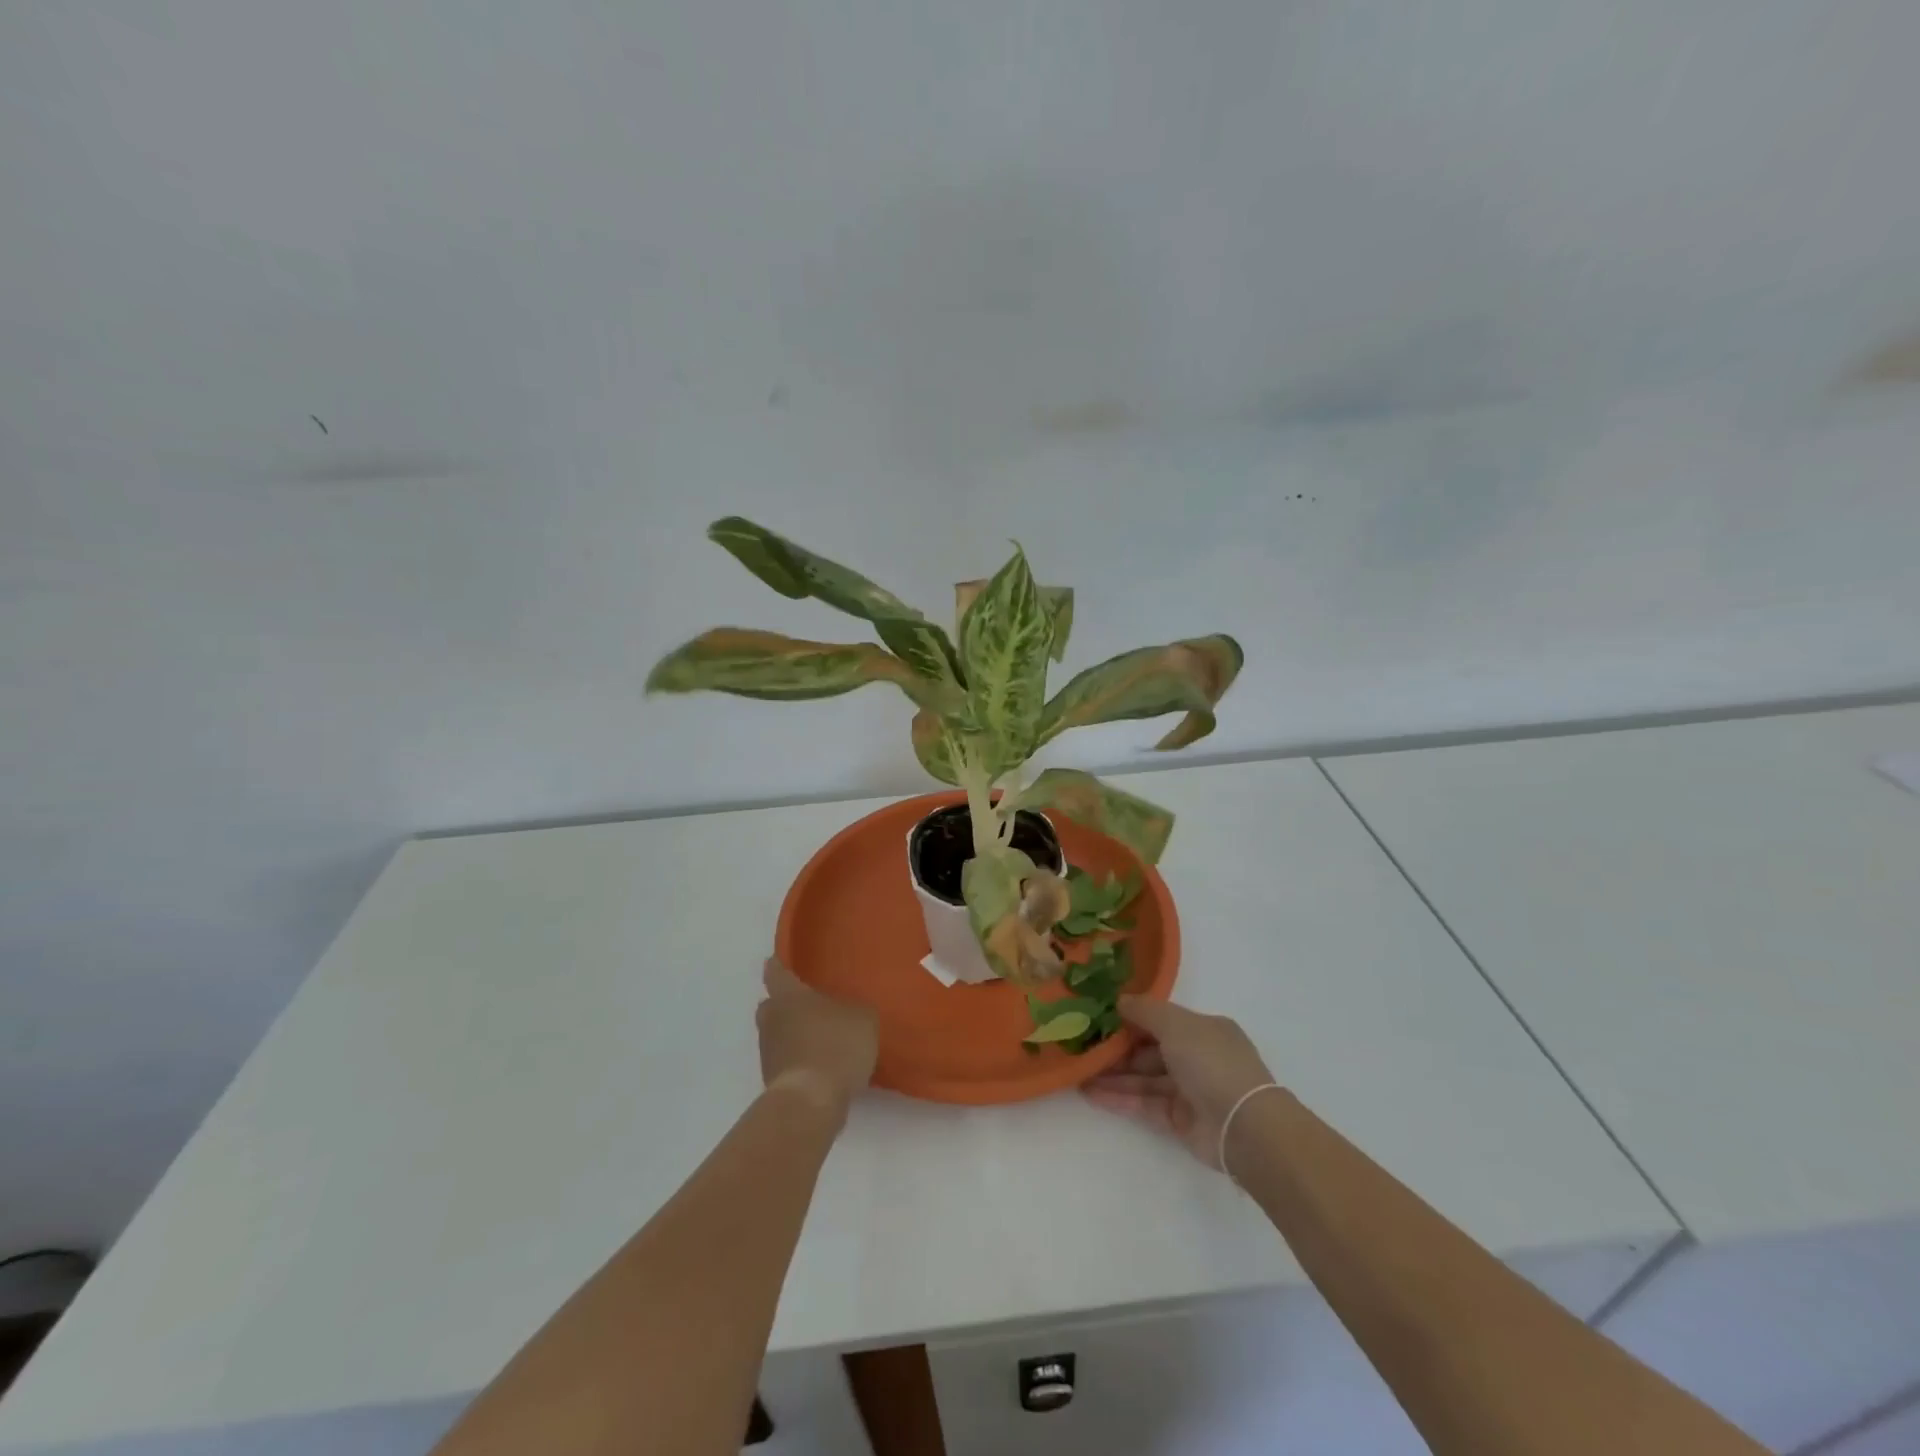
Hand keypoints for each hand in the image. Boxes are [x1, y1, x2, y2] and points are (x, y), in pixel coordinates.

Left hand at [757, 957, 878, 1118]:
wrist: (811, 1101)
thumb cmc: (836, 1045)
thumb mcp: (863, 1019)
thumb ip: (855, 1009)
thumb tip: (850, 1012)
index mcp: (790, 996)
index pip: (776, 973)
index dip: (777, 966)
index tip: (775, 961)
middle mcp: (772, 1020)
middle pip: (770, 1006)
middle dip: (782, 1004)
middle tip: (804, 1005)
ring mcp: (768, 1053)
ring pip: (776, 1035)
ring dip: (791, 1035)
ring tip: (818, 1039)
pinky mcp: (772, 1082)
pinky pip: (785, 1061)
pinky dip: (797, 1060)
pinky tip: (819, 1066)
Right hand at [1082, 996, 1275, 1169]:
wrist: (1244, 1127)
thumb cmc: (1211, 1063)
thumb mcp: (1176, 1024)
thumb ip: (1145, 1011)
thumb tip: (1119, 1000)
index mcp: (1204, 1029)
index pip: (1161, 1020)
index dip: (1131, 1018)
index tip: (1099, 1016)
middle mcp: (1197, 1057)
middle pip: (1150, 1050)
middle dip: (1118, 1049)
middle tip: (1081, 1046)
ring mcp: (1189, 1090)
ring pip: (1144, 1078)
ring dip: (1113, 1075)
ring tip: (1078, 1072)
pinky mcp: (1180, 1120)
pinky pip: (1144, 1103)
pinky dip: (1120, 1098)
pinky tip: (1090, 1093)